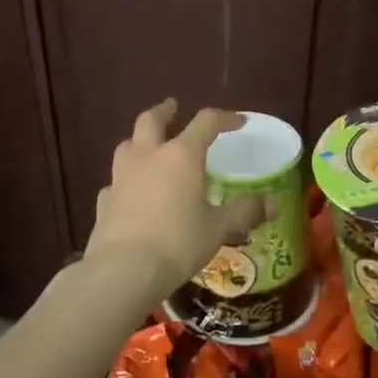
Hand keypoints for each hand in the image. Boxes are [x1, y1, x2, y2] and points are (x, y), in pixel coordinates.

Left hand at [86, 100, 266, 294]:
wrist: (124, 270)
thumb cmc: (179, 242)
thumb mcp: (219, 228)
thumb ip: (246, 211)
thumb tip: (274, 203)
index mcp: (181, 155)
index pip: (206, 122)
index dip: (225, 118)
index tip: (238, 122)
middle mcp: (148, 156)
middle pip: (151, 120)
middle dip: (164, 111)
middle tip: (172, 107)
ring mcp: (121, 177)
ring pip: (127, 145)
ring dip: (139, 140)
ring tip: (149, 147)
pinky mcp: (104, 200)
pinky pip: (115, 181)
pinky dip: (126, 180)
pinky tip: (131, 192)